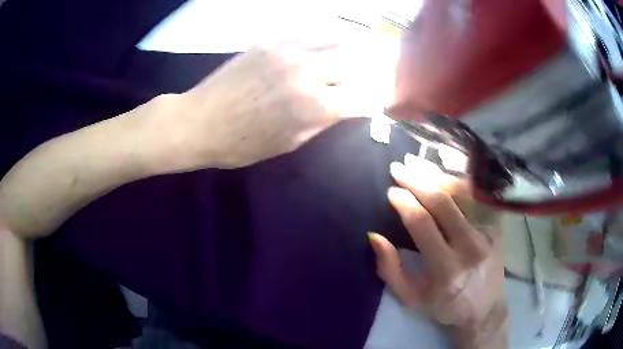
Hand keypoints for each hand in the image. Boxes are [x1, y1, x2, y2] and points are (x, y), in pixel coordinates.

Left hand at [140, 38, 382, 170]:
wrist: (198, 121)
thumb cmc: (241, 144)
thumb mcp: (288, 143)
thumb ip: (322, 121)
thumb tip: (344, 107)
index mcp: (315, 106)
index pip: (362, 97)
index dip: (371, 101)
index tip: (372, 104)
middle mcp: (309, 72)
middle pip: (355, 62)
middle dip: (366, 71)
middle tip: (364, 78)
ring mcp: (289, 51)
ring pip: (336, 39)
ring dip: (349, 49)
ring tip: (351, 56)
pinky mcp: (272, 41)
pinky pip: (309, 31)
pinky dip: (324, 37)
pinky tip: (325, 43)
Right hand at [369, 154, 506, 347]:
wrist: (484, 308)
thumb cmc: (445, 305)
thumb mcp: (411, 297)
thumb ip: (390, 269)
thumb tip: (374, 236)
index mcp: (445, 268)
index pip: (422, 223)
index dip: (404, 203)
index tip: (391, 191)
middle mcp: (470, 246)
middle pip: (442, 202)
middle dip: (417, 180)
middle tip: (399, 168)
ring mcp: (487, 233)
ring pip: (462, 194)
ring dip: (437, 175)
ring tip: (417, 163)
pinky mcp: (497, 227)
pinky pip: (477, 197)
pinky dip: (459, 181)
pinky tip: (445, 171)